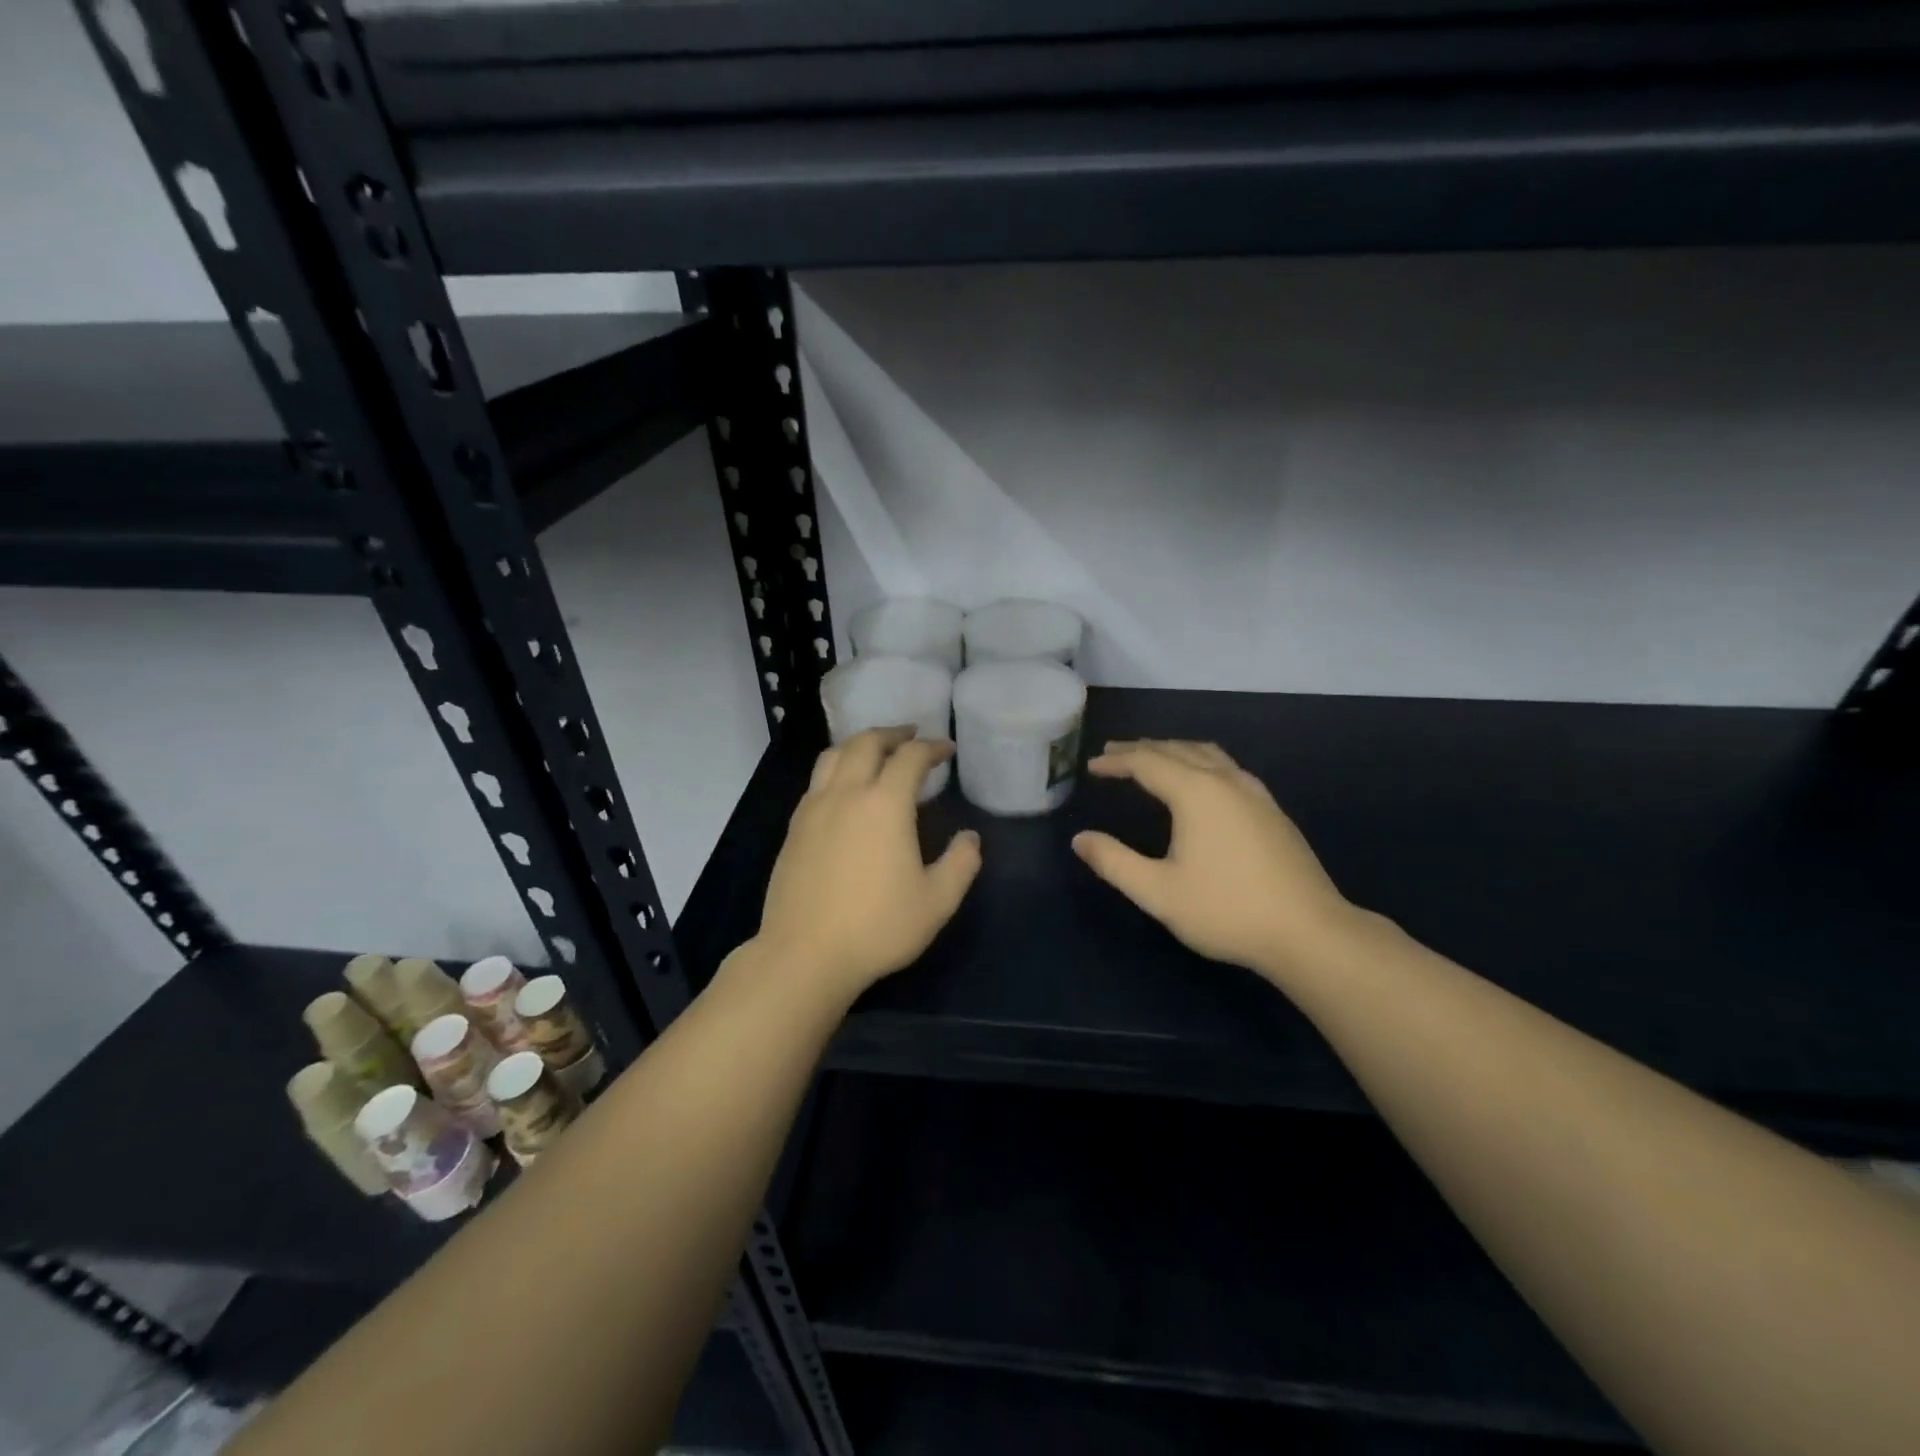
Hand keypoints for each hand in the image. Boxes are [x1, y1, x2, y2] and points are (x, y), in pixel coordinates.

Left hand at [753, 727, 981, 1006]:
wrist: (805, 954)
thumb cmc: (877, 927)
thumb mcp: (936, 902)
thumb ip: (961, 864)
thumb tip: (970, 838)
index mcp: (885, 804)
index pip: (910, 757)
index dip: (932, 747)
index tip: (946, 750)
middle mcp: (846, 794)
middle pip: (866, 743)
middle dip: (893, 734)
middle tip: (912, 737)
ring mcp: (814, 808)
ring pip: (834, 755)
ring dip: (859, 745)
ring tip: (876, 752)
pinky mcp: (794, 828)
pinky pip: (817, 780)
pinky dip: (837, 768)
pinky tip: (845, 790)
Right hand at [1071, 740, 1358, 985]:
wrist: (1308, 932)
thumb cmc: (1226, 910)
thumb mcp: (1158, 892)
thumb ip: (1114, 862)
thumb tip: (1080, 840)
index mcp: (1196, 793)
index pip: (1147, 762)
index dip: (1116, 761)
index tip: (1092, 765)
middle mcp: (1226, 781)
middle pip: (1177, 750)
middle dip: (1142, 749)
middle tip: (1113, 753)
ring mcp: (1255, 793)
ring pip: (1207, 754)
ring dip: (1174, 750)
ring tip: (1152, 757)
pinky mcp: (1272, 810)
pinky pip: (1227, 767)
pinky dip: (1200, 761)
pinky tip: (1202, 781)